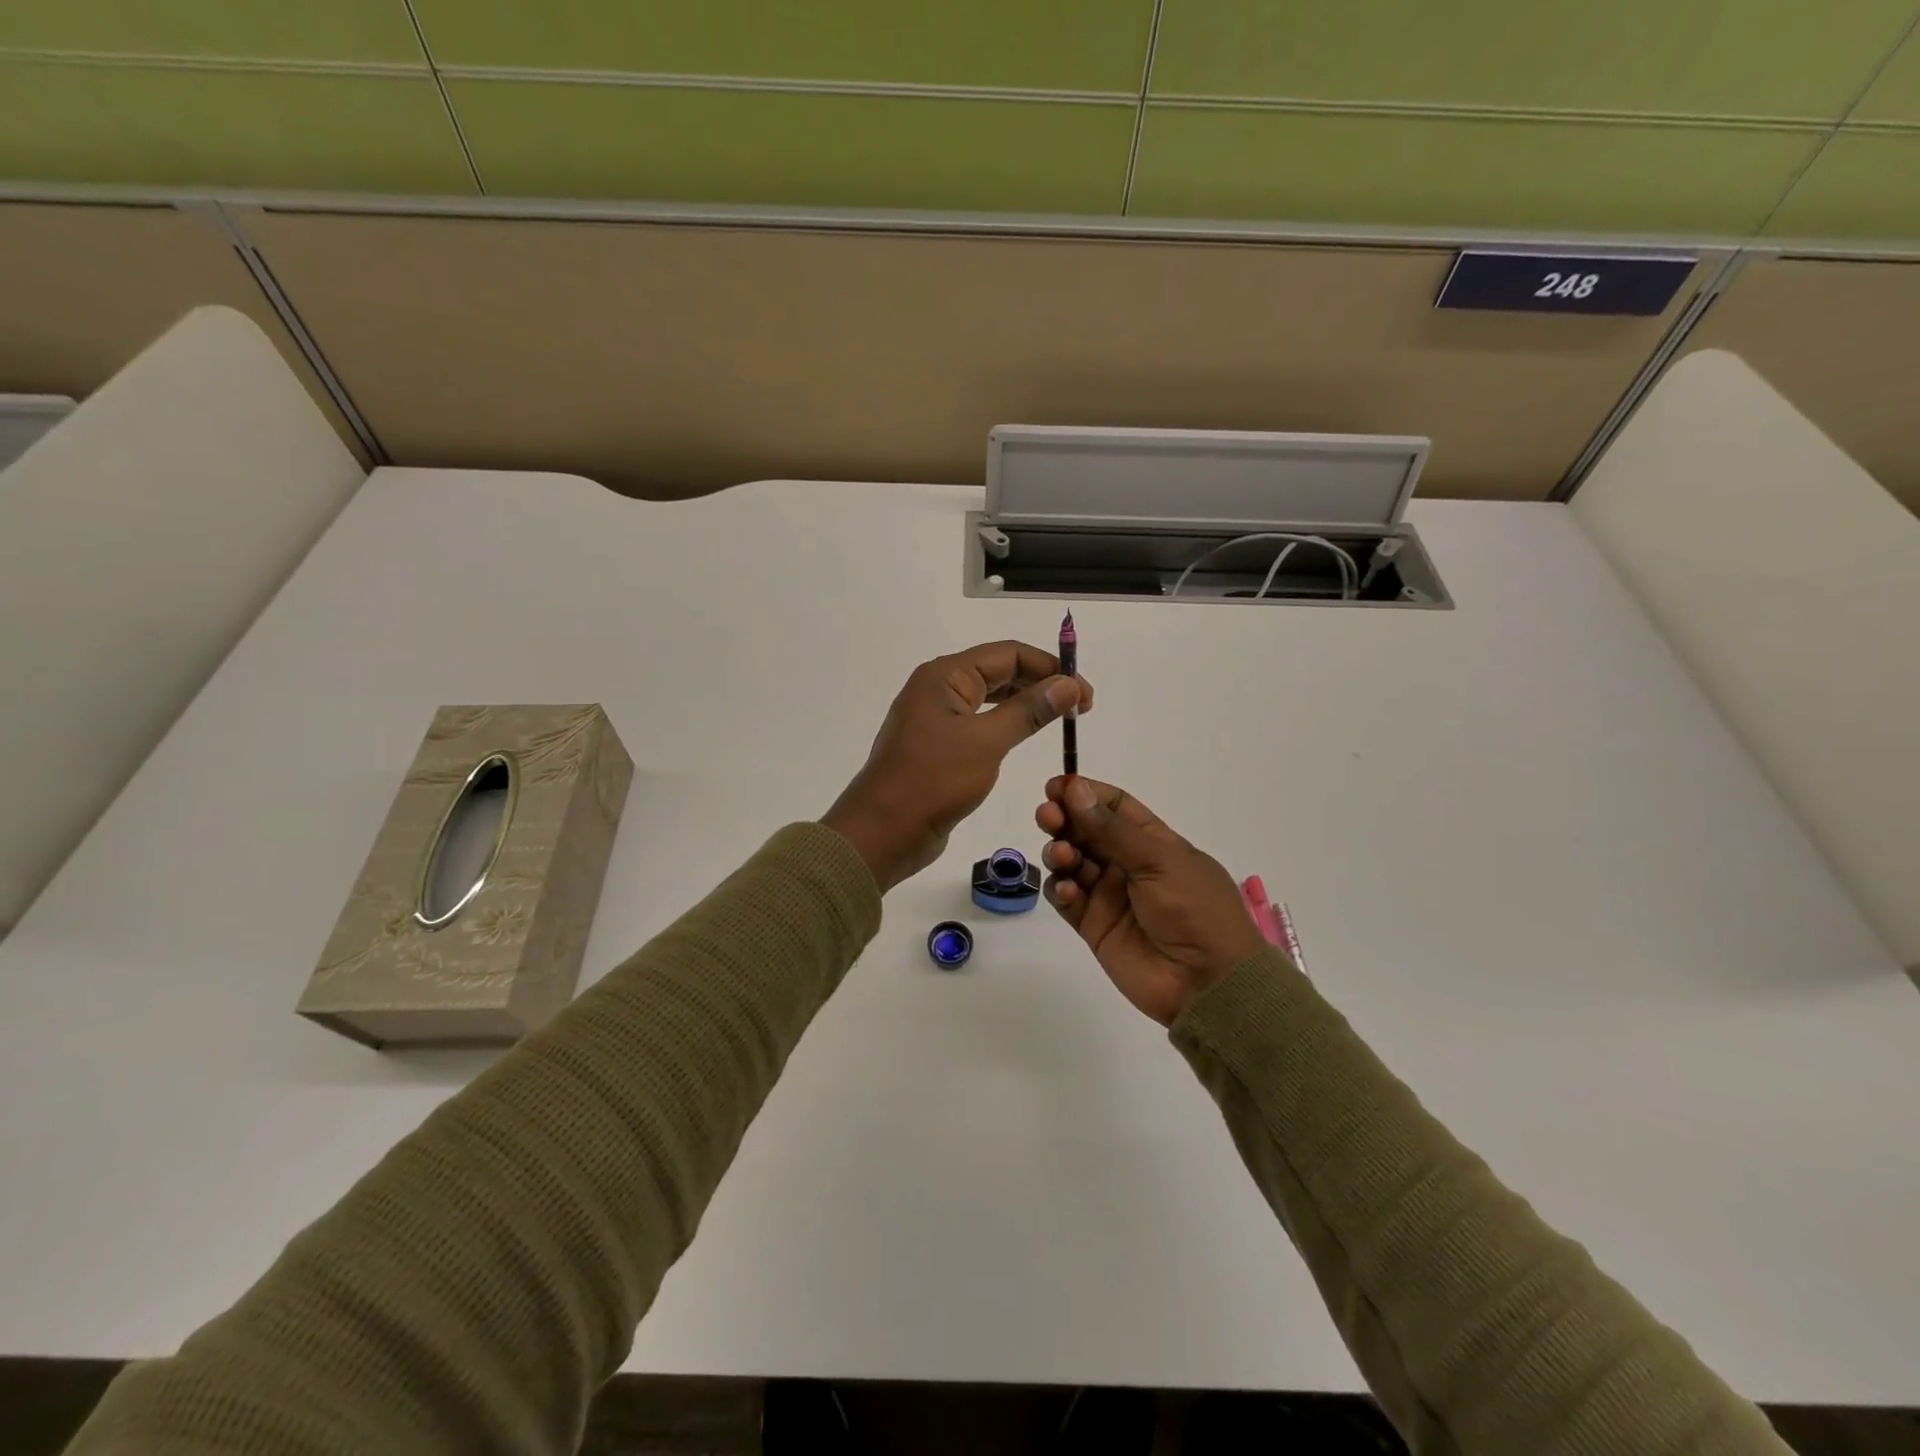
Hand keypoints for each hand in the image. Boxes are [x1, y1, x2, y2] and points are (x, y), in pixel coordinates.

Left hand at [823, 641, 1092, 893]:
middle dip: (1041, 683)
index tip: (1085, 693)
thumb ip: (1029, 710)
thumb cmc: (932, 781)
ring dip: (1025, 704)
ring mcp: (935, 718)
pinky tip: (1025, 736)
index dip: (1051, 668)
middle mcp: (938, 689)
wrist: (882, 832)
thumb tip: (1069, 684)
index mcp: (944, 676)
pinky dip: (1005, 725)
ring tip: (1060, 719)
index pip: (1008, 654)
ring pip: (989, 698)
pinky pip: (978, 724)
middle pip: (999, 672)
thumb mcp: (986, 742)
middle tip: (1080, 708)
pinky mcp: (937, 747)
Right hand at [1036, 776, 1266, 1025]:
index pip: (1113, 806)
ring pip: (1071, 862)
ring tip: (1062, 856)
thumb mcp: (1159, 860)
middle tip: (1047, 816)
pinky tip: (1068, 891)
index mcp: (1152, 841)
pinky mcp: (1093, 925)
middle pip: (1085, 831)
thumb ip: (1112, 828)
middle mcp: (1127, 863)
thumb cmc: (1194, 909)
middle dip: (1063, 819)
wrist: (1207, 982)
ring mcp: (1108, 894)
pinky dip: (1061, 890)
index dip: (1085, 793)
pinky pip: (1067, 899)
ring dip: (1060, 852)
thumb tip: (1075, 788)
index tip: (1056, 786)